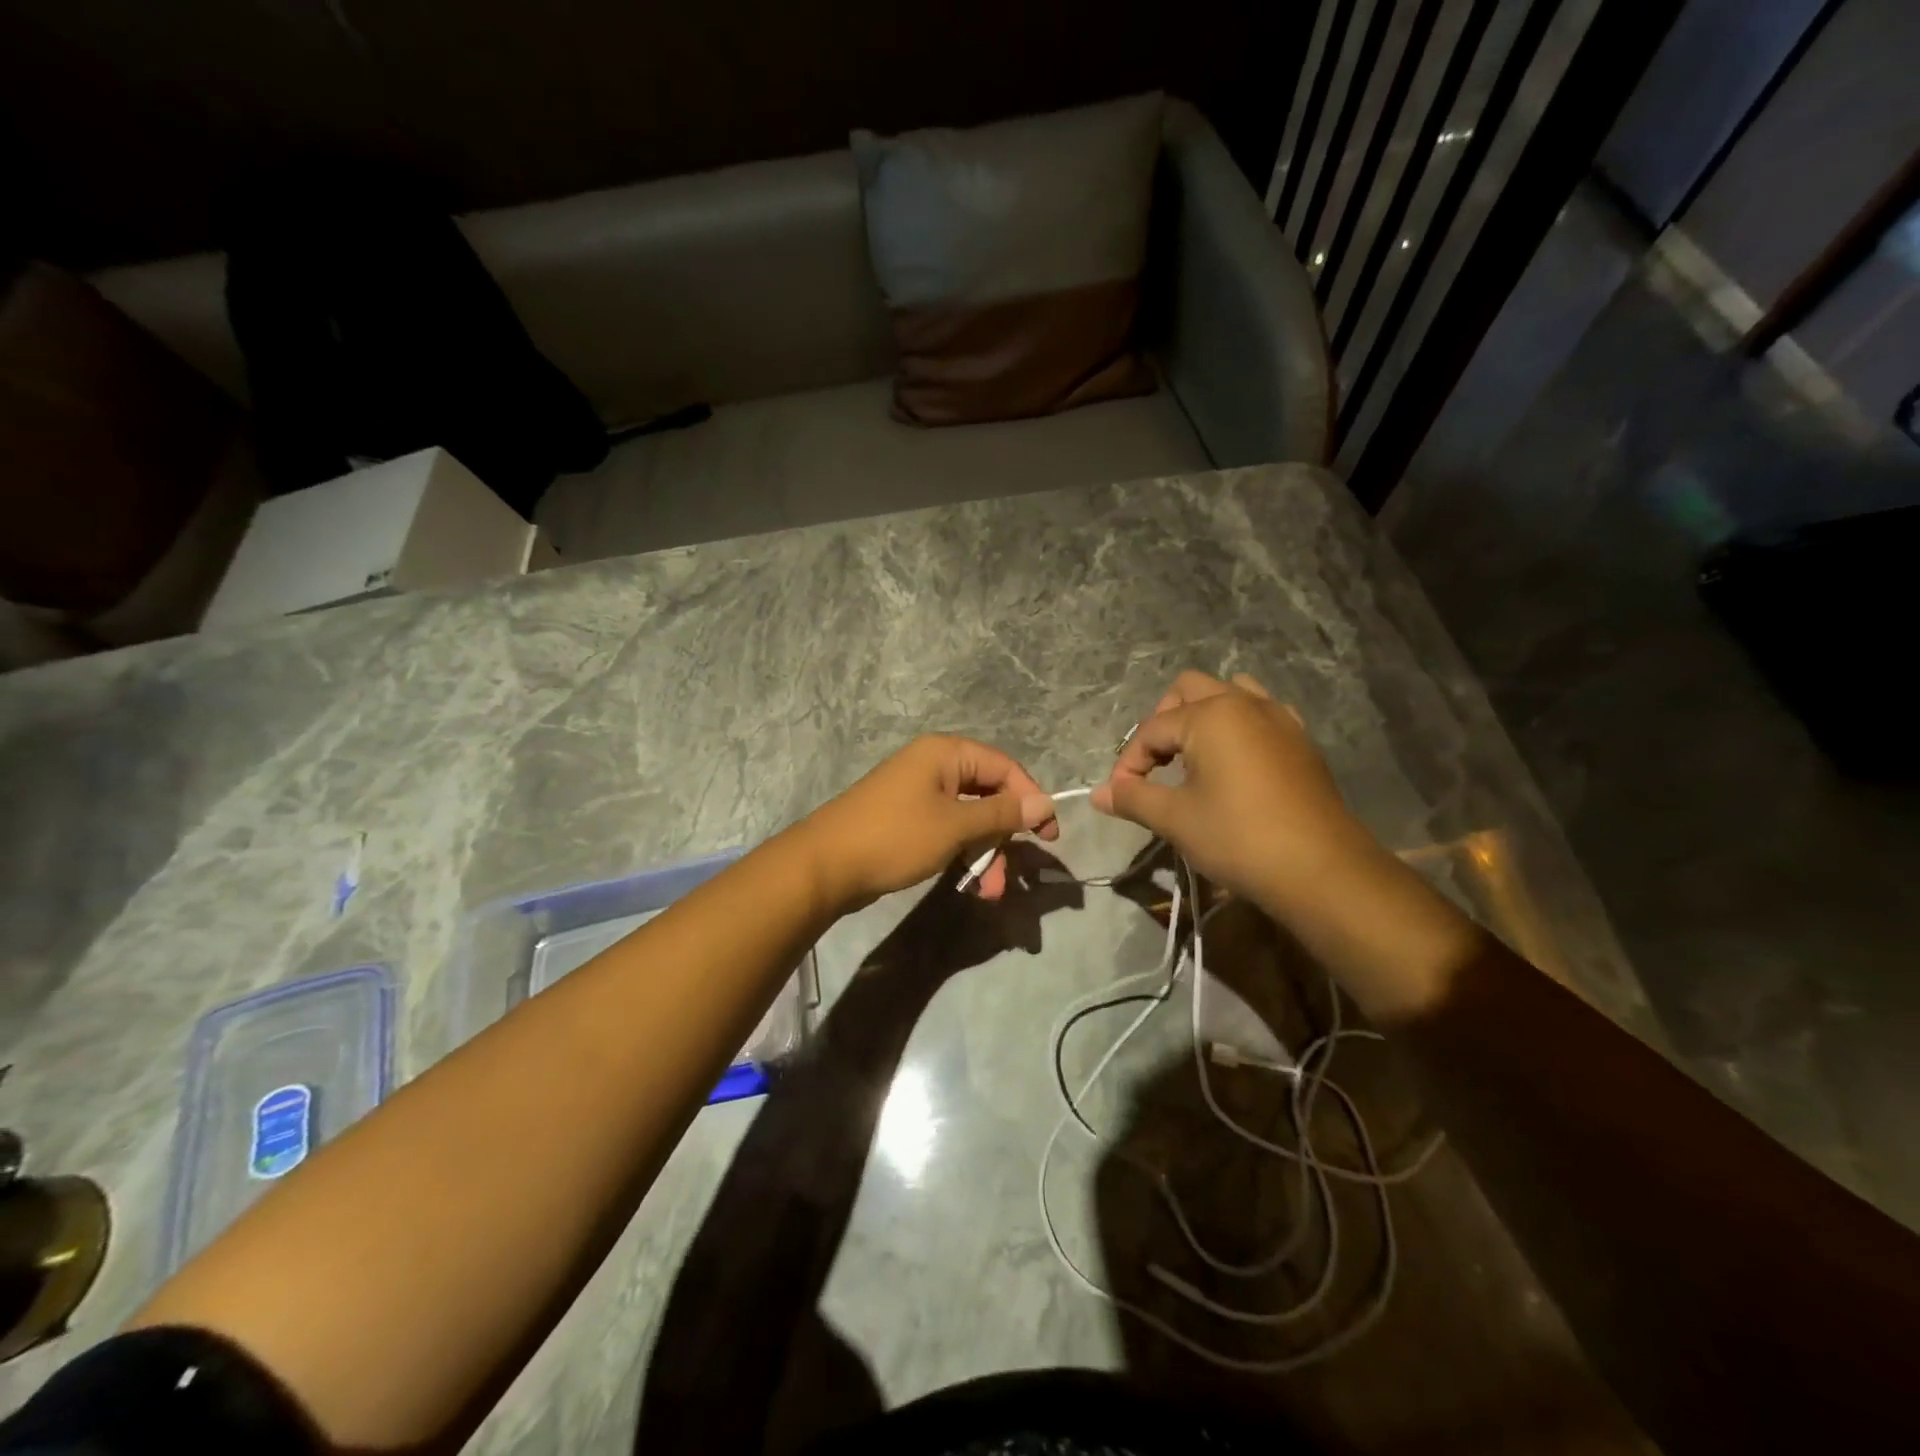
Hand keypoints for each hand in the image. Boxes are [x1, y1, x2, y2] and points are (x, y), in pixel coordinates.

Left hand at [801, 736, 1059, 911]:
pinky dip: (962, 853)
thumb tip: (1045, 803)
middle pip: (988, 794)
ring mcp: (918, 793)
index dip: (1030, 799)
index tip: (1049, 836)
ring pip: (968, 818)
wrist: (825, 866)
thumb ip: (1002, 813)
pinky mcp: (907, 820)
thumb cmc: (895, 836)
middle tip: (1014, 874)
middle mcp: (933, 765)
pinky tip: (970, 884)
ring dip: (985, 853)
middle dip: (1004, 836)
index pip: (1005, 767)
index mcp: (946, 753)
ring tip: (989, 891)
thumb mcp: (955, 826)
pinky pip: (948, 830)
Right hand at [1091, 671, 1385, 918]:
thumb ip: (1132, 798)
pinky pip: (1262, 714)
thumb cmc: (1239, 838)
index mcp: (1209, 716)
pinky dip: (1239, 727)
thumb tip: (1097, 794)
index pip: (1152, 728)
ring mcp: (1279, 718)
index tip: (1121, 796)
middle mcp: (1244, 703)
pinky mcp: (1301, 740)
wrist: (1321, 870)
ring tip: (1193, 756)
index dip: (1129, 761)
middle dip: (1163, 722)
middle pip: (1188, 690)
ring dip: (1203, 716)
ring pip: (1230, 693)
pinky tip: (1235, 763)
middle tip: (1155, 765)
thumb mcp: (1175, 819)